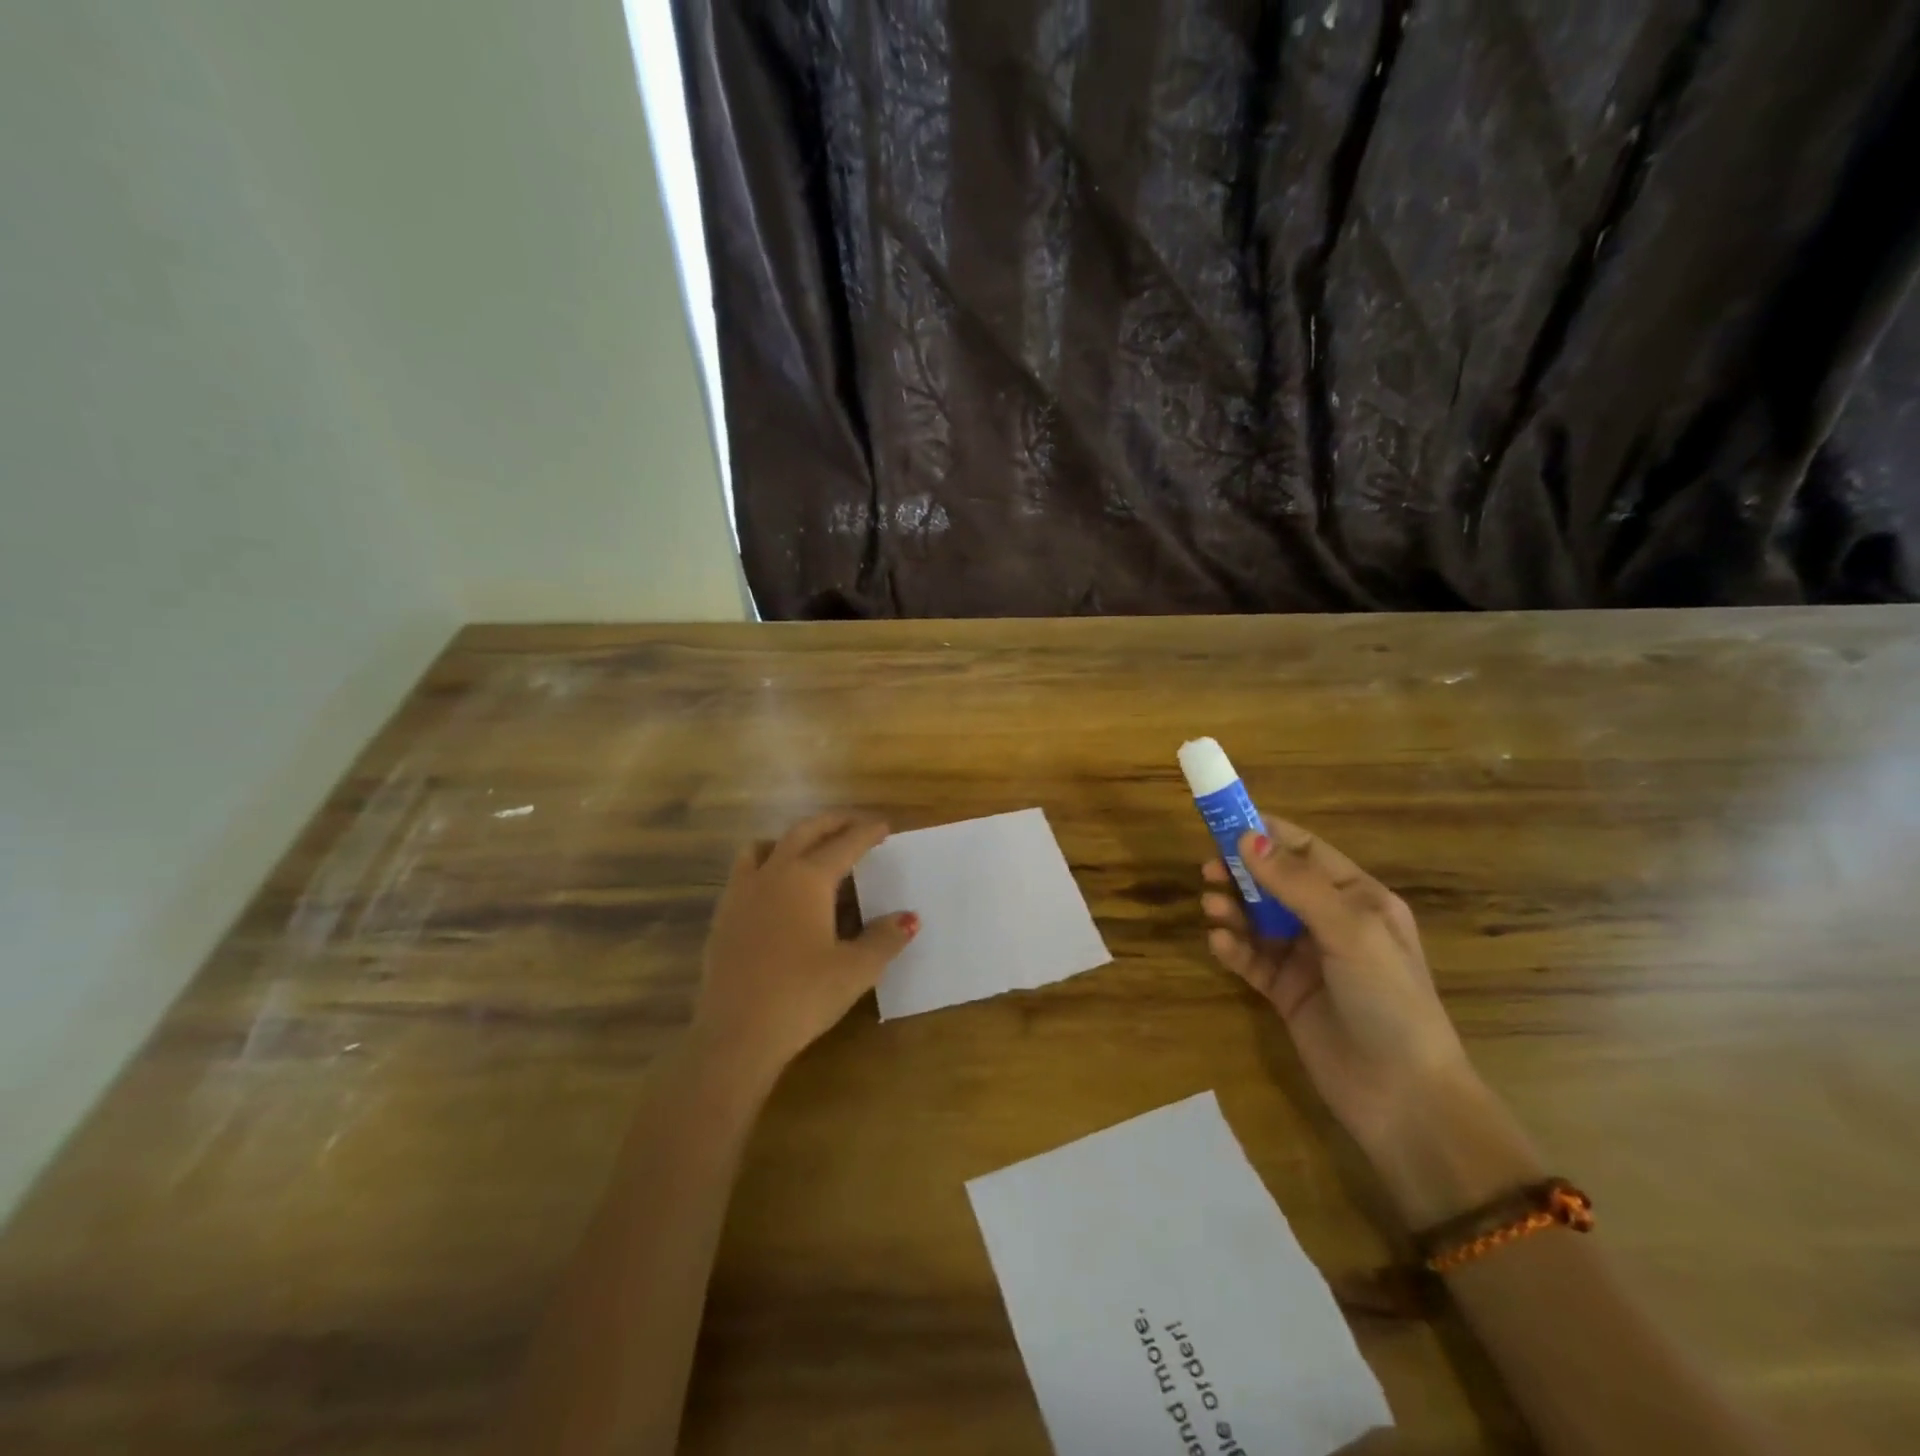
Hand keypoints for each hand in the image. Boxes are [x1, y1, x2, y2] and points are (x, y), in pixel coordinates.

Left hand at [693, 813, 916, 1087]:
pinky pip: (745, 872)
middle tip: (855, 823)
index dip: (866, 832)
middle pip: (804, 832)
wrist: (736, 1033)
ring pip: (766, 846)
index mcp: (808, 879)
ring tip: (810, 849)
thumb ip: (884, 939)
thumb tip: (908, 918)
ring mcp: (742, 893)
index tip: (883, 826)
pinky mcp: (724, 916)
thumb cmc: (803, 996)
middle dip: (832, 823)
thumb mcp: (856, 969)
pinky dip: (767, 864)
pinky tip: (777, 890)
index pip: (844, 844)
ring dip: (792, 839)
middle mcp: (773, 874)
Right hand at [1202, 821, 1540, 1224]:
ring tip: (1210, 906)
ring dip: (1233, 908)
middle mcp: (1331, 922)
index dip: (1266, 833)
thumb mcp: (1350, 931)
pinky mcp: (1285, 991)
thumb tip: (1246, 838)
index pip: (1306, 851)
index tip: (1223, 821)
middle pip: (1275, 883)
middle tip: (1207, 868)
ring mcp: (1307, 958)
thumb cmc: (1388, 1001)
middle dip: (1242, 871)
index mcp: (1359, 899)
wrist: (1403, 1098)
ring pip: (1258, 919)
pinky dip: (1233, 947)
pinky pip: (1251, 958)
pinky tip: (1219, 944)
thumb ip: (1297, 884)